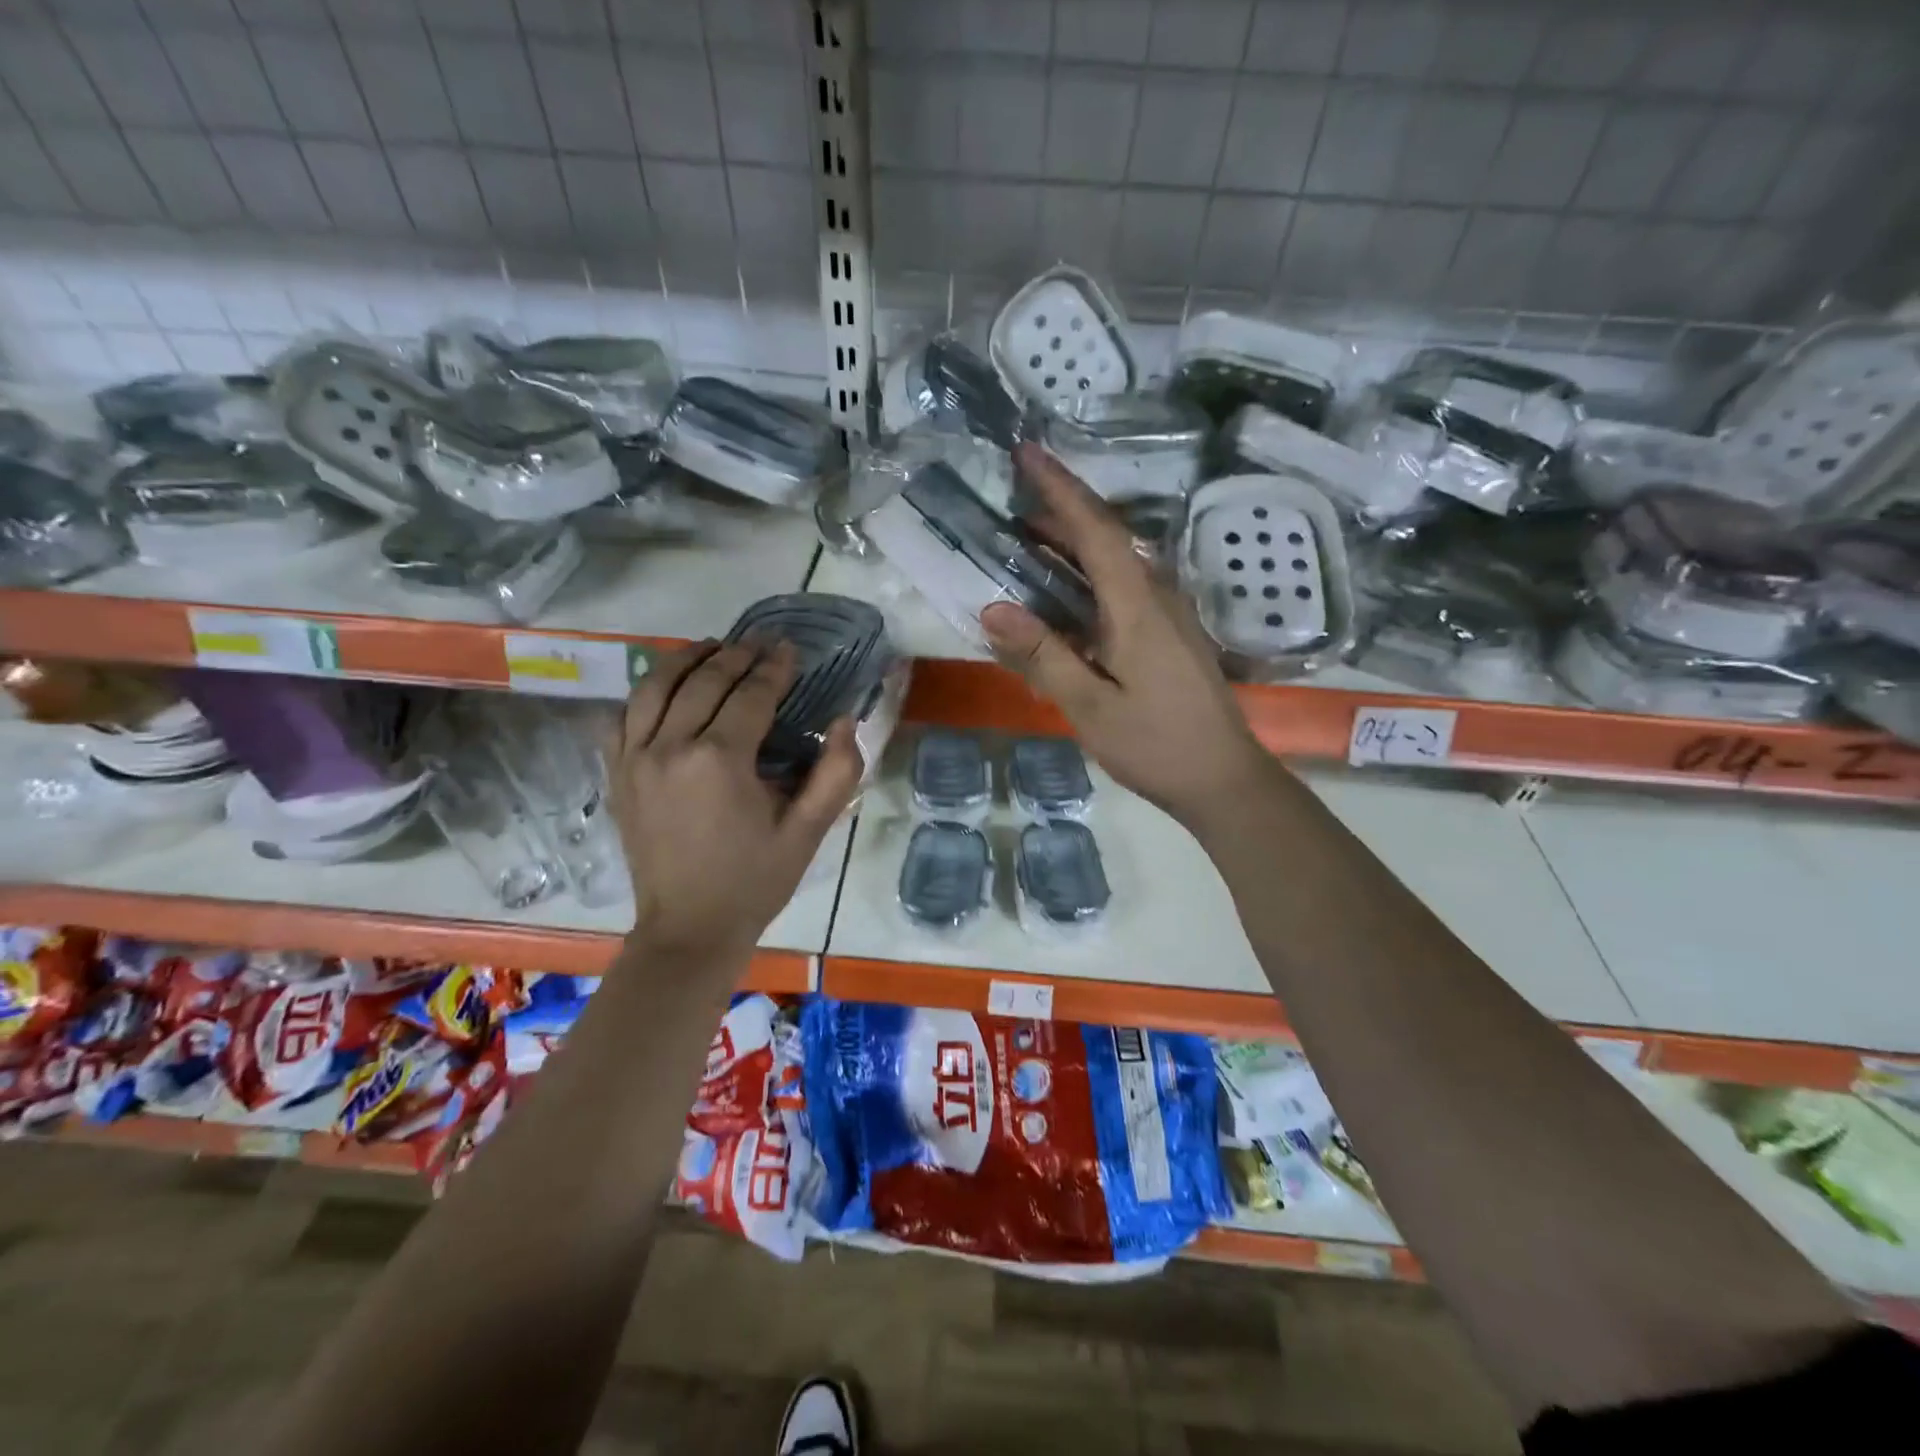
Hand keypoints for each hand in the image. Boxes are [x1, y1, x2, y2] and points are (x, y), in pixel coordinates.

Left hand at [611, 640, 861, 956]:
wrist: (689, 929)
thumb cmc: (755, 881)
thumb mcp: (808, 832)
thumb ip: (836, 774)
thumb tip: (845, 721)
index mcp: (720, 760)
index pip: (750, 694)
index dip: (774, 668)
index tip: (790, 649)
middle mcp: (670, 747)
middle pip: (703, 680)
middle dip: (736, 655)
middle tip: (760, 643)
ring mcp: (634, 759)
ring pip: (655, 687)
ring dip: (686, 660)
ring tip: (713, 648)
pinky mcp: (617, 774)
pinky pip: (621, 717)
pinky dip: (643, 694)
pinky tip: (664, 688)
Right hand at [981, 443, 1278, 827]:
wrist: (1223, 779)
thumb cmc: (1157, 744)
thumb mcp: (1091, 707)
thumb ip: (1043, 656)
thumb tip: (993, 610)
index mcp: (1138, 605)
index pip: (1095, 529)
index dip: (1060, 488)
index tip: (1027, 453)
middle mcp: (1157, 596)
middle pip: (1107, 538)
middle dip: (1060, 511)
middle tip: (1013, 501)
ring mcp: (1168, 615)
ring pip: (1116, 562)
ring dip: (1073, 544)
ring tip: (1027, 540)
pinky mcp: (1170, 635)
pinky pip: (1123, 587)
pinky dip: (1088, 576)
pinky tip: (1065, 593)